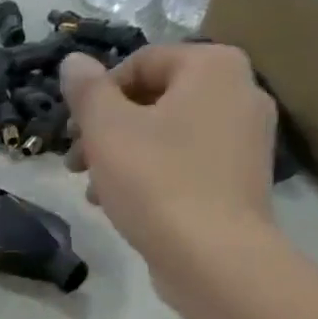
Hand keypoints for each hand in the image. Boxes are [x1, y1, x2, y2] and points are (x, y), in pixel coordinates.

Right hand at [60, 43, 275, 272]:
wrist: (213, 257)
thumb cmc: (156, 182)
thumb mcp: (107, 131)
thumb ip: (86, 92)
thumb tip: (73, 61)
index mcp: (213, 66)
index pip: (141, 62)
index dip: (96, 96)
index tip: (71, 133)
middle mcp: (240, 91)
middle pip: (155, 99)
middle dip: (107, 130)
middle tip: (75, 164)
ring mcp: (246, 138)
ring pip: (167, 134)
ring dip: (122, 156)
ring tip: (94, 192)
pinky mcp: (241, 179)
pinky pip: (187, 163)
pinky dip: (152, 176)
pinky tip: (125, 206)